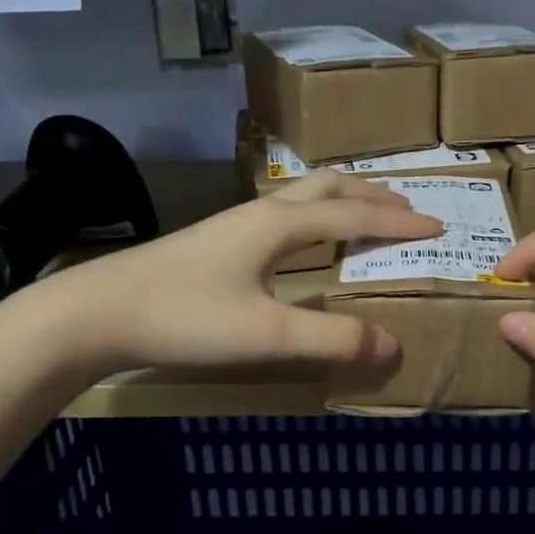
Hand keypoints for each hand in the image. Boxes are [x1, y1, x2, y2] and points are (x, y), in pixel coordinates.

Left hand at [25, 171, 442, 377]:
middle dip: (374, 195)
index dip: (400, 222)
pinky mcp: (219, 241)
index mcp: (282, 223)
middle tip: (408, 209)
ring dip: (344, 201)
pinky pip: (285, 214)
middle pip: (330, 187)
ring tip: (367, 218)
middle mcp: (264, 212)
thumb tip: (393, 346)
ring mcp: (237, 224)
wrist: (96, 313)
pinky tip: (306, 243)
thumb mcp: (266, 333)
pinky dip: (317, 218)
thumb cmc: (185, 316)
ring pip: (304, 197)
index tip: (438, 225)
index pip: (356, 216)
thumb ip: (332, 340)